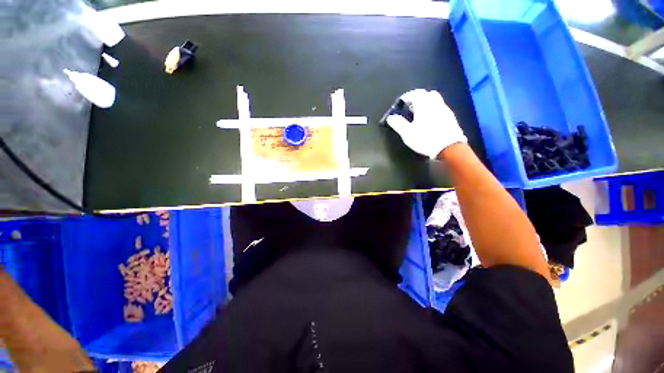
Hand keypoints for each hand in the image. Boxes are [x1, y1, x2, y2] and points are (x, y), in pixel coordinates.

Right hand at [386, 89, 466, 158]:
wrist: (448, 147)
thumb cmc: (425, 139)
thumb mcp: (407, 133)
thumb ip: (398, 123)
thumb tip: (390, 117)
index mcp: (423, 105)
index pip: (414, 93)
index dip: (406, 97)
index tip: (401, 103)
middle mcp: (435, 103)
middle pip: (426, 94)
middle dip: (417, 98)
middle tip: (410, 107)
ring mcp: (445, 109)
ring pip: (435, 100)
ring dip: (426, 103)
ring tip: (419, 114)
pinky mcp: (451, 117)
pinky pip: (440, 108)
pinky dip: (433, 110)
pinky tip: (430, 120)